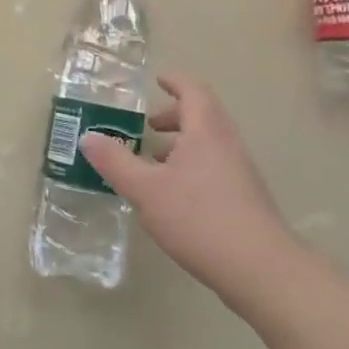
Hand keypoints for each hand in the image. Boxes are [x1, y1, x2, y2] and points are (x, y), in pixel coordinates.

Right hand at [80, 73, 302, 310]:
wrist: (261, 269)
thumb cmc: (199, 218)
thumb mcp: (145, 189)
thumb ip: (115, 162)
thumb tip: (88, 137)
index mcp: (205, 132)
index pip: (193, 92)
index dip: (175, 82)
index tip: (157, 80)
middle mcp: (227, 144)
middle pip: (203, 116)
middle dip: (174, 115)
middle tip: (148, 125)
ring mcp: (241, 172)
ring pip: (209, 143)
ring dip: (182, 143)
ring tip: (153, 161)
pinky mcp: (245, 198)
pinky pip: (215, 166)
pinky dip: (192, 165)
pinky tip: (173, 194)